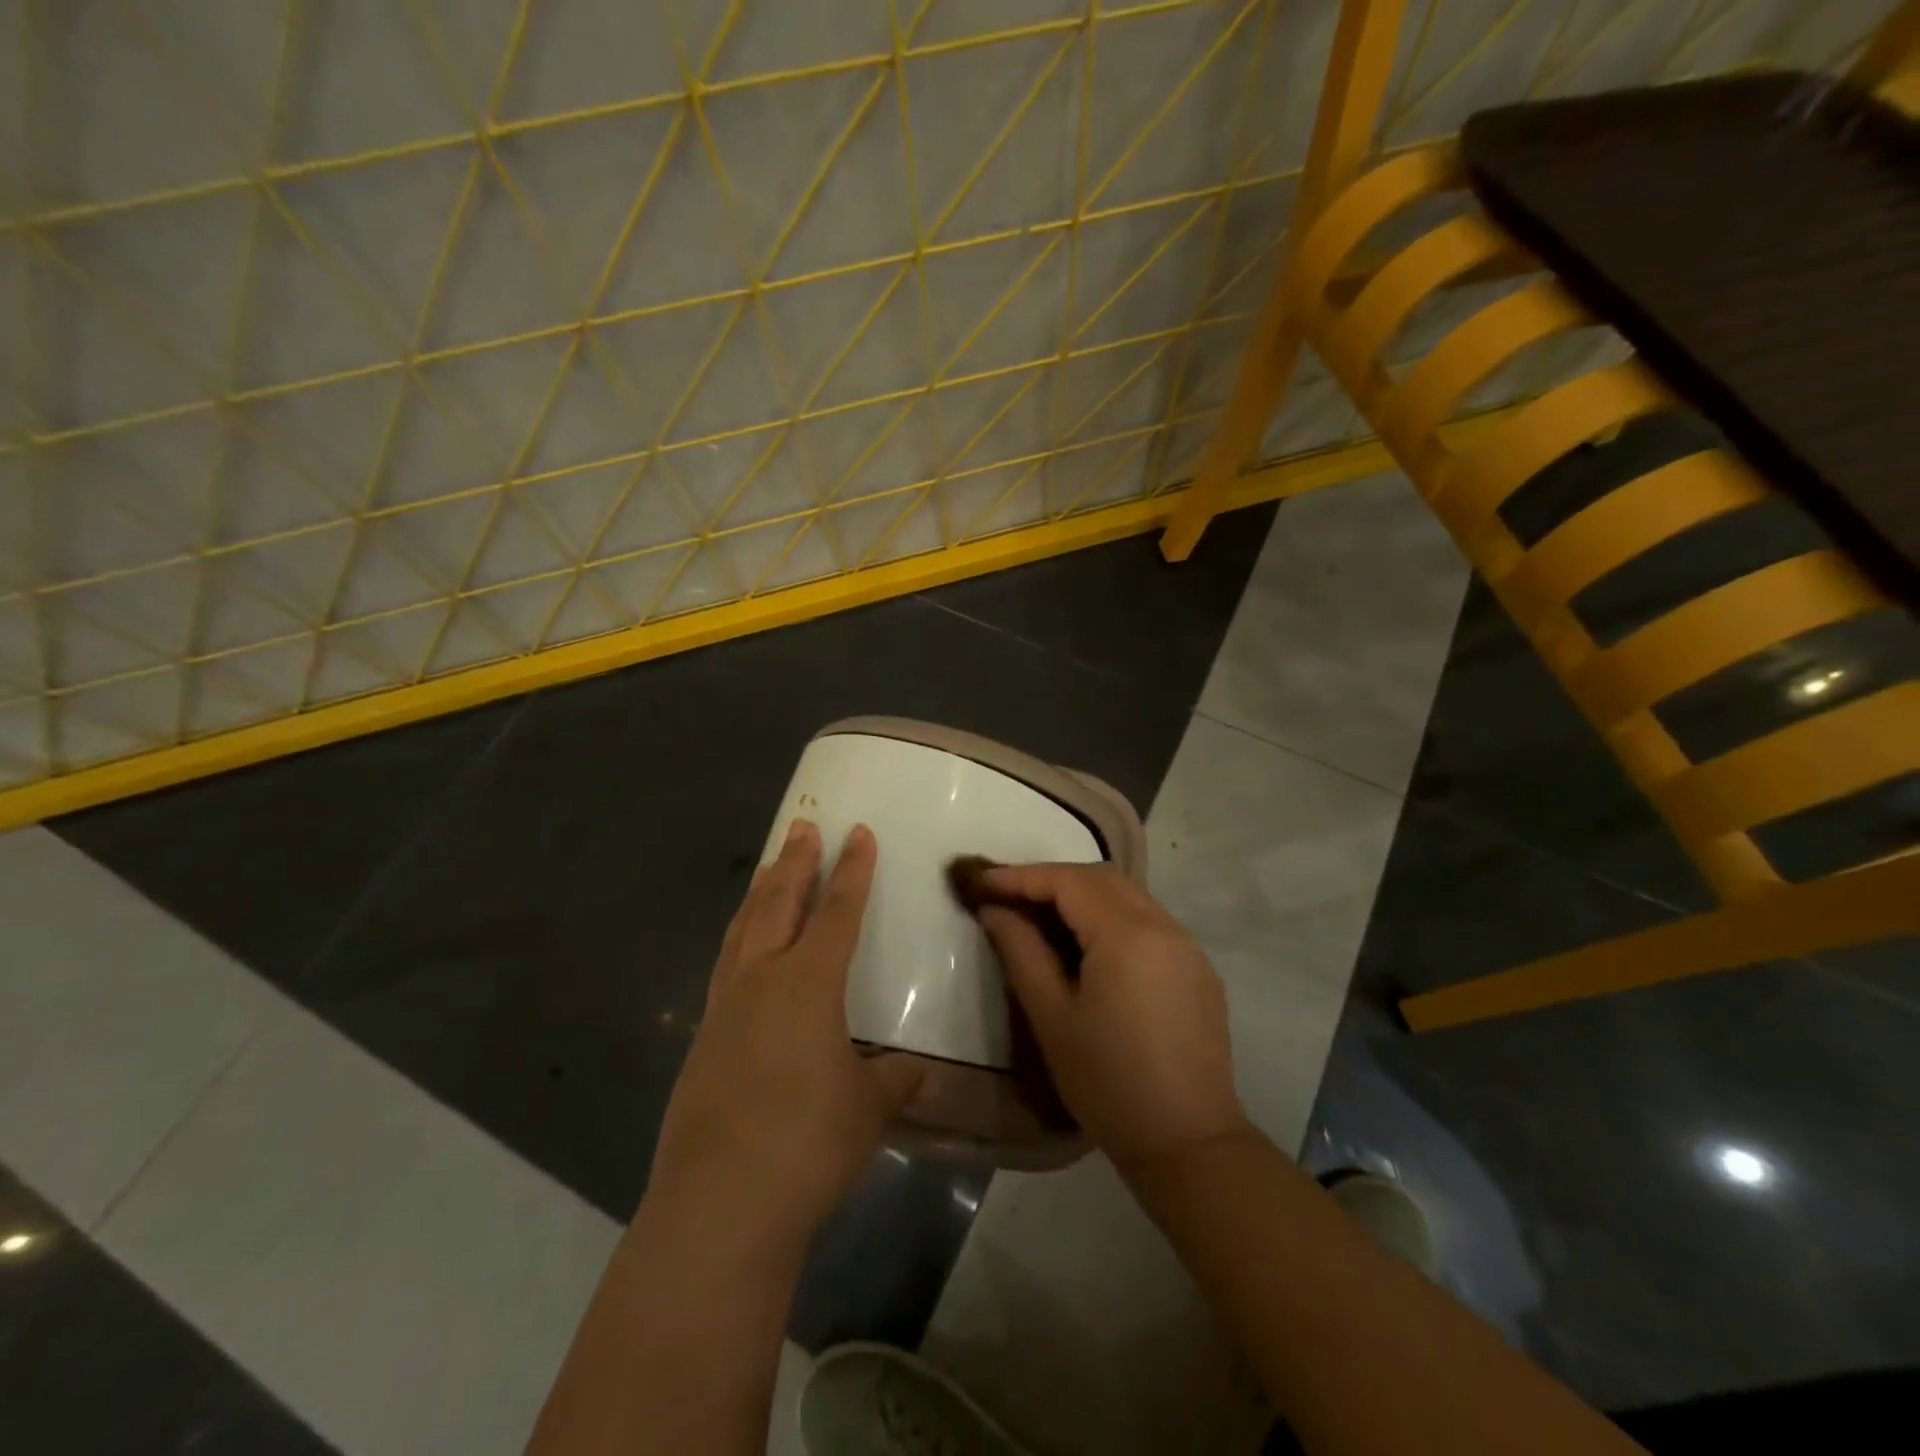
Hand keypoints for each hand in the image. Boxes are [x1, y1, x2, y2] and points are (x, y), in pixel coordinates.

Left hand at [649, 821, 921, 1243]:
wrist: (719, 1204)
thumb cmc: (807, 1145)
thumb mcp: (869, 1109)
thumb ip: (893, 1079)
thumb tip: (914, 1068)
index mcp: (809, 983)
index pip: (837, 911)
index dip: (853, 870)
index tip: (859, 832)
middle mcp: (762, 980)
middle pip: (780, 903)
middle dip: (796, 862)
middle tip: (803, 825)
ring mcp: (725, 1007)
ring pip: (743, 929)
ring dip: (761, 892)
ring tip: (770, 866)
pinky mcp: (701, 1039)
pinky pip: (724, 966)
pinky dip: (738, 939)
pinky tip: (741, 948)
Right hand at [976, 863, 1247, 1169]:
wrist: (1189, 1145)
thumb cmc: (1108, 1083)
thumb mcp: (1052, 1017)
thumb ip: (1021, 951)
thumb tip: (994, 909)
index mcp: (1128, 935)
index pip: (1068, 881)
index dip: (1021, 876)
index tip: (982, 881)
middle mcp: (1164, 926)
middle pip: (1100, 878)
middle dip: (1051, 879)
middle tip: (1008, 895)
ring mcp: (1188, 946)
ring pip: (1127, 895)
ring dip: (1082, 894)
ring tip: (1040, 915)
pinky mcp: (1197, 968)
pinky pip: (1148, 920)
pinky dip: (1110, 916)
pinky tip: (1087, 943)